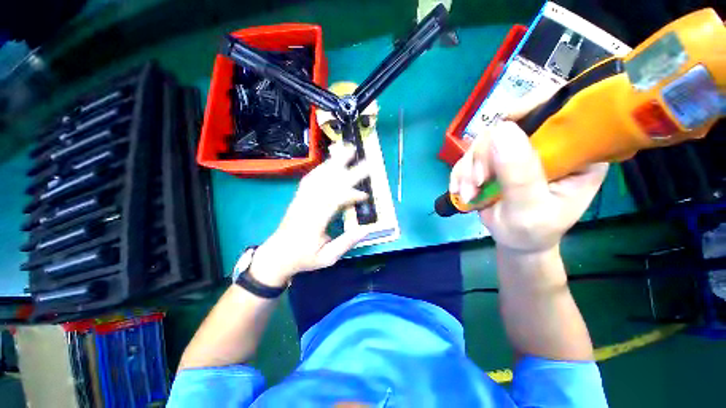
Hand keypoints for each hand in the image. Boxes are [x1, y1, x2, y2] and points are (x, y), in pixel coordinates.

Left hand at [250, 144, 371, 286]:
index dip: (351, 196)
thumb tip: (366, 229)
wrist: (277, 256)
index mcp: (314, 222)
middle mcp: (307, 206)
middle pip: (329, 184)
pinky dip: (322, 168)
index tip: (365, 195)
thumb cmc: (303, 258)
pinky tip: (330, 162)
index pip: (334, 202)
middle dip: (348, 172)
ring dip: (334, 162)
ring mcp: (301, 199)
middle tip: (365, 162)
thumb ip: (345, 243)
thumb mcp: (327, 258)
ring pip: (319, 176)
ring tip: (348, 150)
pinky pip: (310, 178)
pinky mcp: (299, 197)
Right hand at [449, 101, 607, 254]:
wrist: (515, 240)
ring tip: (468, 193)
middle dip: (485, 154)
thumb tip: (501, 130)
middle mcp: (548, 144)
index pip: (562, 109)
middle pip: (510, 125)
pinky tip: (461, 190)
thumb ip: (520, 174)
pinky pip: (471, 155)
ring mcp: (519, 150)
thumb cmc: (532, 231)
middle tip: (477, 181)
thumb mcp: (530, 208)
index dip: (530, 108)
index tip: (501, 131)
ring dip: (469, 168)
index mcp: (577, 151)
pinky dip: (461, 172)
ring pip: (485, 140)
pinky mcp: (496, 158)